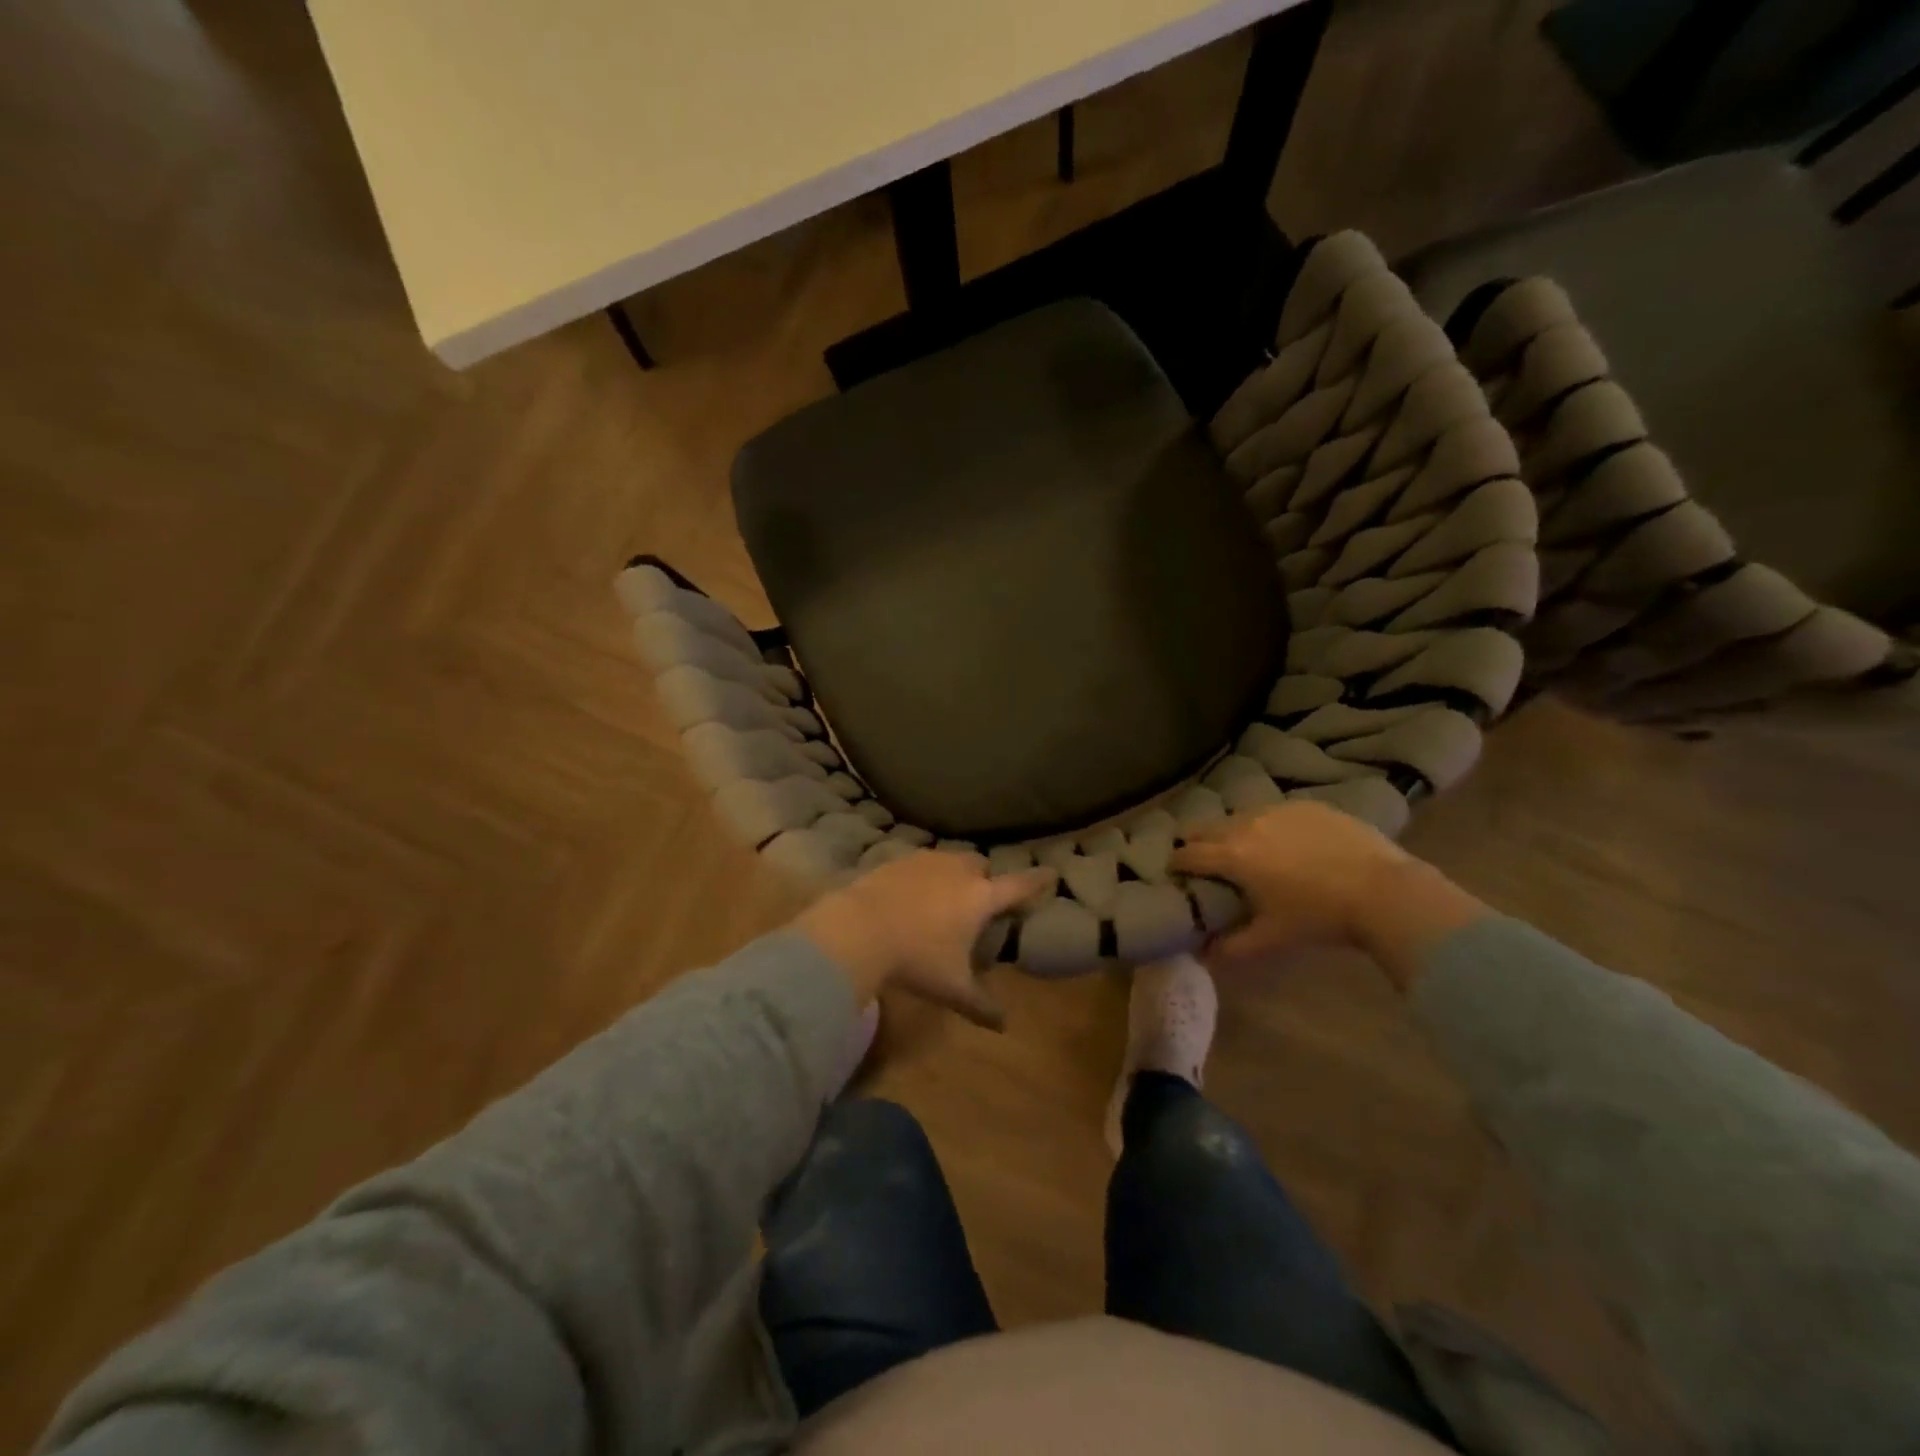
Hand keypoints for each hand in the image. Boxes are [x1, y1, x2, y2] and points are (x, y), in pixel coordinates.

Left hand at [795, 852, 1056, 1028]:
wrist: (857, 929)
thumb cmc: (916, 959)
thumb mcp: (951, 988)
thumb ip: (980, 1005)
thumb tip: (1003, 1025)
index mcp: (980, 897)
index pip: (1018, 886)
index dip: (1037, 881)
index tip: (1051, 873)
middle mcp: (957, 871)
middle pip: (981, 865)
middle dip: (985, 878)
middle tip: (979, 900)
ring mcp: (925, 861)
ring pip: (949, 859)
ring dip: (953, 873)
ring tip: (943, 897)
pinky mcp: (896, 860)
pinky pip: (919, 863)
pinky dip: (922, 876)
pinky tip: (910, 896)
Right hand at [1170, 802, 1485, 988]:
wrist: (1385, 891)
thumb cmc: (1320, 917)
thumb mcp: (1273, 938)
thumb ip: (1232, 947)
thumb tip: (1203, 955)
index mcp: (1232, 856)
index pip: (1188, 854)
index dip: (1176, 863)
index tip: (1174, 872)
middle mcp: (1247, 824)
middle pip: (1207, 827)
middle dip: (1198, 841)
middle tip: (1204, 860)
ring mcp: (1278, 809)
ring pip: (1240, 816)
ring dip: (1233, 832)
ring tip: (1247, 850)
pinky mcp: (1307, 804)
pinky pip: (1275, 812)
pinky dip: (1269, 825)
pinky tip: (1287, 843)